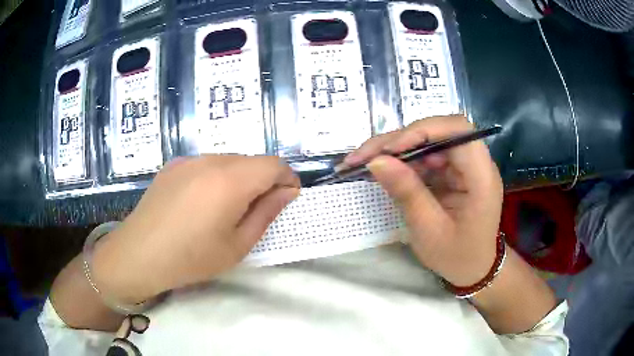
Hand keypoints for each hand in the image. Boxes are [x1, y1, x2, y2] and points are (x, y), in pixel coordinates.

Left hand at [92, 155, 299, 303]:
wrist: (139, 254)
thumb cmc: (191, 258)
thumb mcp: (237, 245)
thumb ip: (266, 213)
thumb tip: (286, 192)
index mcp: (230, 180)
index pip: (274, 164)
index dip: (287, 179)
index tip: (286, 199)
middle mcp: (210, 160)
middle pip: (251, 160)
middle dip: (263, 181)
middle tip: (255, 211)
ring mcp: (189, 160)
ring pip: (228, 161)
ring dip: (239, 179)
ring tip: (225, 209)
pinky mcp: (173, 165)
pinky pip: (206, 164)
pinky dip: (216, 177)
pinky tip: (200, 203)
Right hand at [344, 115, 502, 286]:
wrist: (474, 268)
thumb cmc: (457, 256)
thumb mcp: (429, 230)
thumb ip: (407, 192)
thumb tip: (376, 160)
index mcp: (481, 177)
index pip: (457, 130)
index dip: (423, 130)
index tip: (390, 149)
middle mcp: (475, 163)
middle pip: (437, 131)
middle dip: (398, 140)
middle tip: (362, 156)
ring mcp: (462, 165)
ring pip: (426, 140)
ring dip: (394, 148)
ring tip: (362, 161)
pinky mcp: (452, 171)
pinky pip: (424, 155)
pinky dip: (401, 160)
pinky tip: (382, 169)